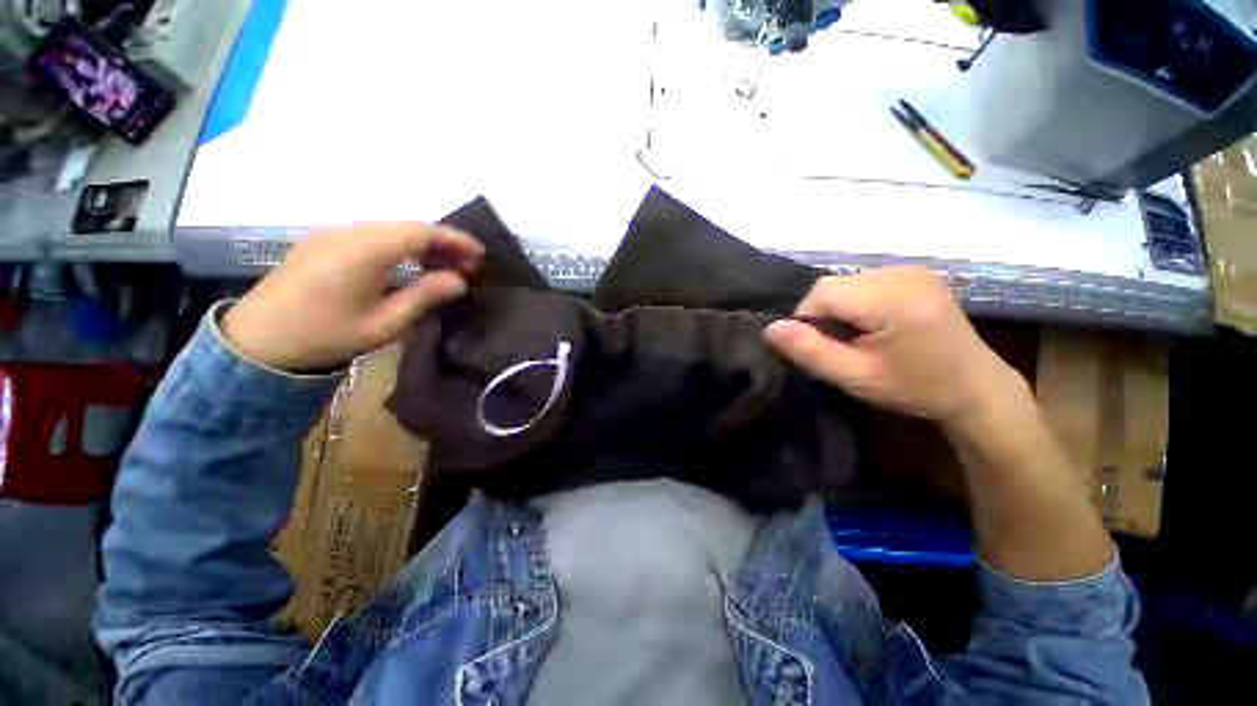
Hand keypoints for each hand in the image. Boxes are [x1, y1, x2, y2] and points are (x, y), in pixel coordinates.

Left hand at [222, 223, 483, 371]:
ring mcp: (332, 234)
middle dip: (442, 241)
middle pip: (406, 226)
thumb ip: (424, 296)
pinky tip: (408, 265)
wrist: (257, 341)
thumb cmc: (325, 335)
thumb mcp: (385, 324)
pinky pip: (371, 235)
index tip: (479, 255)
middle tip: (466, 265)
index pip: (421, 231)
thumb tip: (459, 281)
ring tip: (443, 267)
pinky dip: (398, 245)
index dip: (454, 239)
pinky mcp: (323, 242)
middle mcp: (348, 232)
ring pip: (389, 228)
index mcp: (365, 250)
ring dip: (421, 243)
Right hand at [764, 267, 1022, 427]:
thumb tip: (770, 329)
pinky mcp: (913, 274)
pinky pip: (863, 283)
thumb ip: (810, 351)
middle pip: (832, 286)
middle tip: (839, 347)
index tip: (821, 350)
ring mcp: (910, 270)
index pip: (821, 294)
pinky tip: (872, 325)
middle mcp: (901, 273)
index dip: (807, 321)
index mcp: (892, 298)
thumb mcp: (855, 377)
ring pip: (844, 283)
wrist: (975, 388)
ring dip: (837, 310)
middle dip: (822, 316)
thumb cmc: (916, 388)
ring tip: (857, 338)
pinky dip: (854, 303)